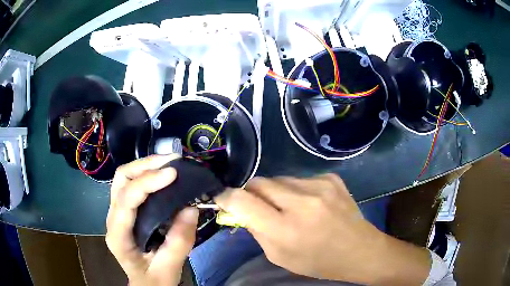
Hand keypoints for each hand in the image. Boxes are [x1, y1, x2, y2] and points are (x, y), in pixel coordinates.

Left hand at [106, 155, 198, 285]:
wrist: (145, 284)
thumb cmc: (154, 279)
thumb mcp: (169, 267)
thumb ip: (179, 242)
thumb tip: (191, 208)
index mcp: (118, 235)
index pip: (126, 199)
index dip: (147, 182)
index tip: (173, 173)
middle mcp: (112, 219)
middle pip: (121, 179)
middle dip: (145, 165)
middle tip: (172, 162)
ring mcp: (117, 212)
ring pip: (123, 177)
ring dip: (145, 165)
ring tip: (169, 163)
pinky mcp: (125, 211)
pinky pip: (131, 184)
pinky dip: (147, 174)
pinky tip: (162, 174)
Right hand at [215, 175, 429, 284]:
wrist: (359, 250)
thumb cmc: (318, 261)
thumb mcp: (279, 256)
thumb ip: (257, 231)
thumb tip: (240, 210)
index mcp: (286, 229)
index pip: (242, 201)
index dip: (226, 197)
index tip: (223, 198)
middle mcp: (302, 202)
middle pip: (259, 182)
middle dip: (251, 192)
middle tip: (256, 204)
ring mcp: (320, 185)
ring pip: (279, 179)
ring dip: (275, 191)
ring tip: (287, 207)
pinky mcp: (332, 178)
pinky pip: (300, 179)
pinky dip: (297, 190)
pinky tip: (309, 203)